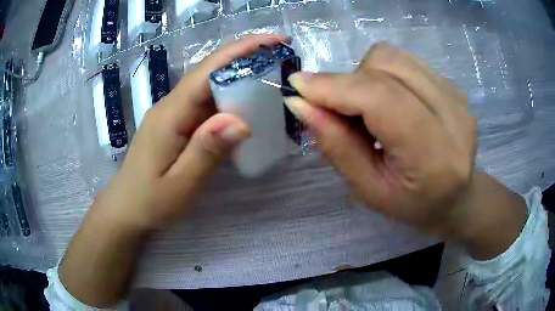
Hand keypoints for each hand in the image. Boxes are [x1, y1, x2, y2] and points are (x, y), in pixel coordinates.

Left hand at [60, 35, 290, 306]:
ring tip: (274, 73)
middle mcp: (172, 105)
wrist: (126, 209)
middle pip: (211, 70)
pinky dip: (231, 96)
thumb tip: (241, 120)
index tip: (277, 40)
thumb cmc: (150, 202)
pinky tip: (249, 103)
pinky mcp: (178, 124)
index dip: (242, 50)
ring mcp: (174, 113)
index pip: (208, 71)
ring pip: (210, 84)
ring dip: (241, 74)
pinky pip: (207, 103)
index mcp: (170, 114)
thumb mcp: (180, 185)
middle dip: (247, 55)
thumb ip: (207, 152)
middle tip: (284, 55)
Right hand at [285, 42, 525, 258]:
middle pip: (385, 66)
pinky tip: (392, 103)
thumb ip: (337, 146)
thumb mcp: (369, 190)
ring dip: (365, 76)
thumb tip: (301, 104)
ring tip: (370, 110)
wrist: (459, 197)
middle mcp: (452, 115)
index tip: (297, 86)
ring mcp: (456, 95)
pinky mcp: (453, 85)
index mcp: (433, 155)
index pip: (381, 99)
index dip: (335, 87)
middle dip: (348, 82)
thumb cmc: (413, 205)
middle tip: (339, 111)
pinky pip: (404, 62)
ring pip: (392, 57)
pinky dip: (384, 75)